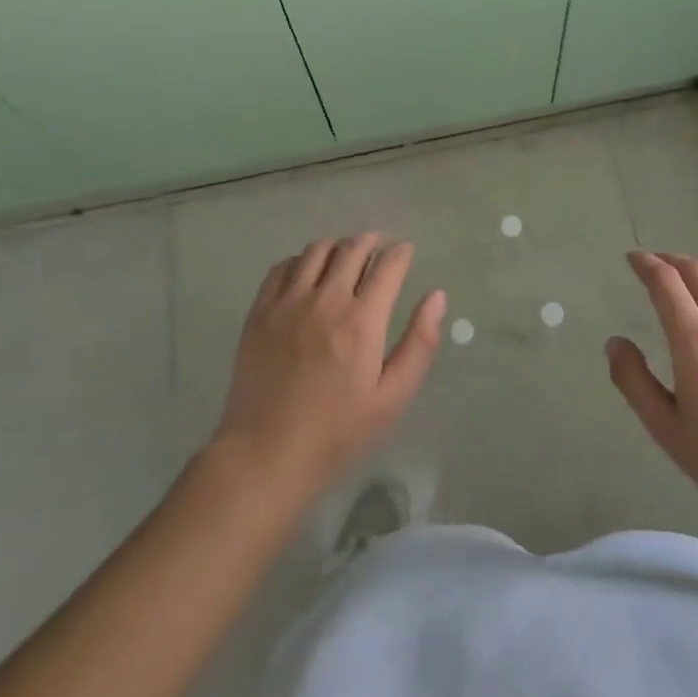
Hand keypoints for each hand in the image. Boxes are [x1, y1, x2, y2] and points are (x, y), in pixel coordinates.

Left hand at [211, 234, 446, 498]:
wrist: (266, 454)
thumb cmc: (338, 432)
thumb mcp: (393, 397)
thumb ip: (420, 343)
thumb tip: (437, 296)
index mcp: (362, 320)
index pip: (388, 265)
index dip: (401, 253)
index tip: (406, 253)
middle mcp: (326, 299)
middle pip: (353, 248)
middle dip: (372, 242)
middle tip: (380, 247)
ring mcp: (288, 302)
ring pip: (317, 250)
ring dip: (338, 246)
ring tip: (346, 256)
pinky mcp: (260, 311)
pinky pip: (282, 267)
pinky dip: (301, 260)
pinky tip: (307, 273)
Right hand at [608, 252, 697, 530]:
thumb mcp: (666, 429)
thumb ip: (634, 381)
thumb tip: (614, 342)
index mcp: (693, 341)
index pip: (665, 282)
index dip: (646, 264)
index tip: (634, 259)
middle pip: (697, 271)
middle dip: (672, 260)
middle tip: (657, 264)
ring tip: (694, 271)